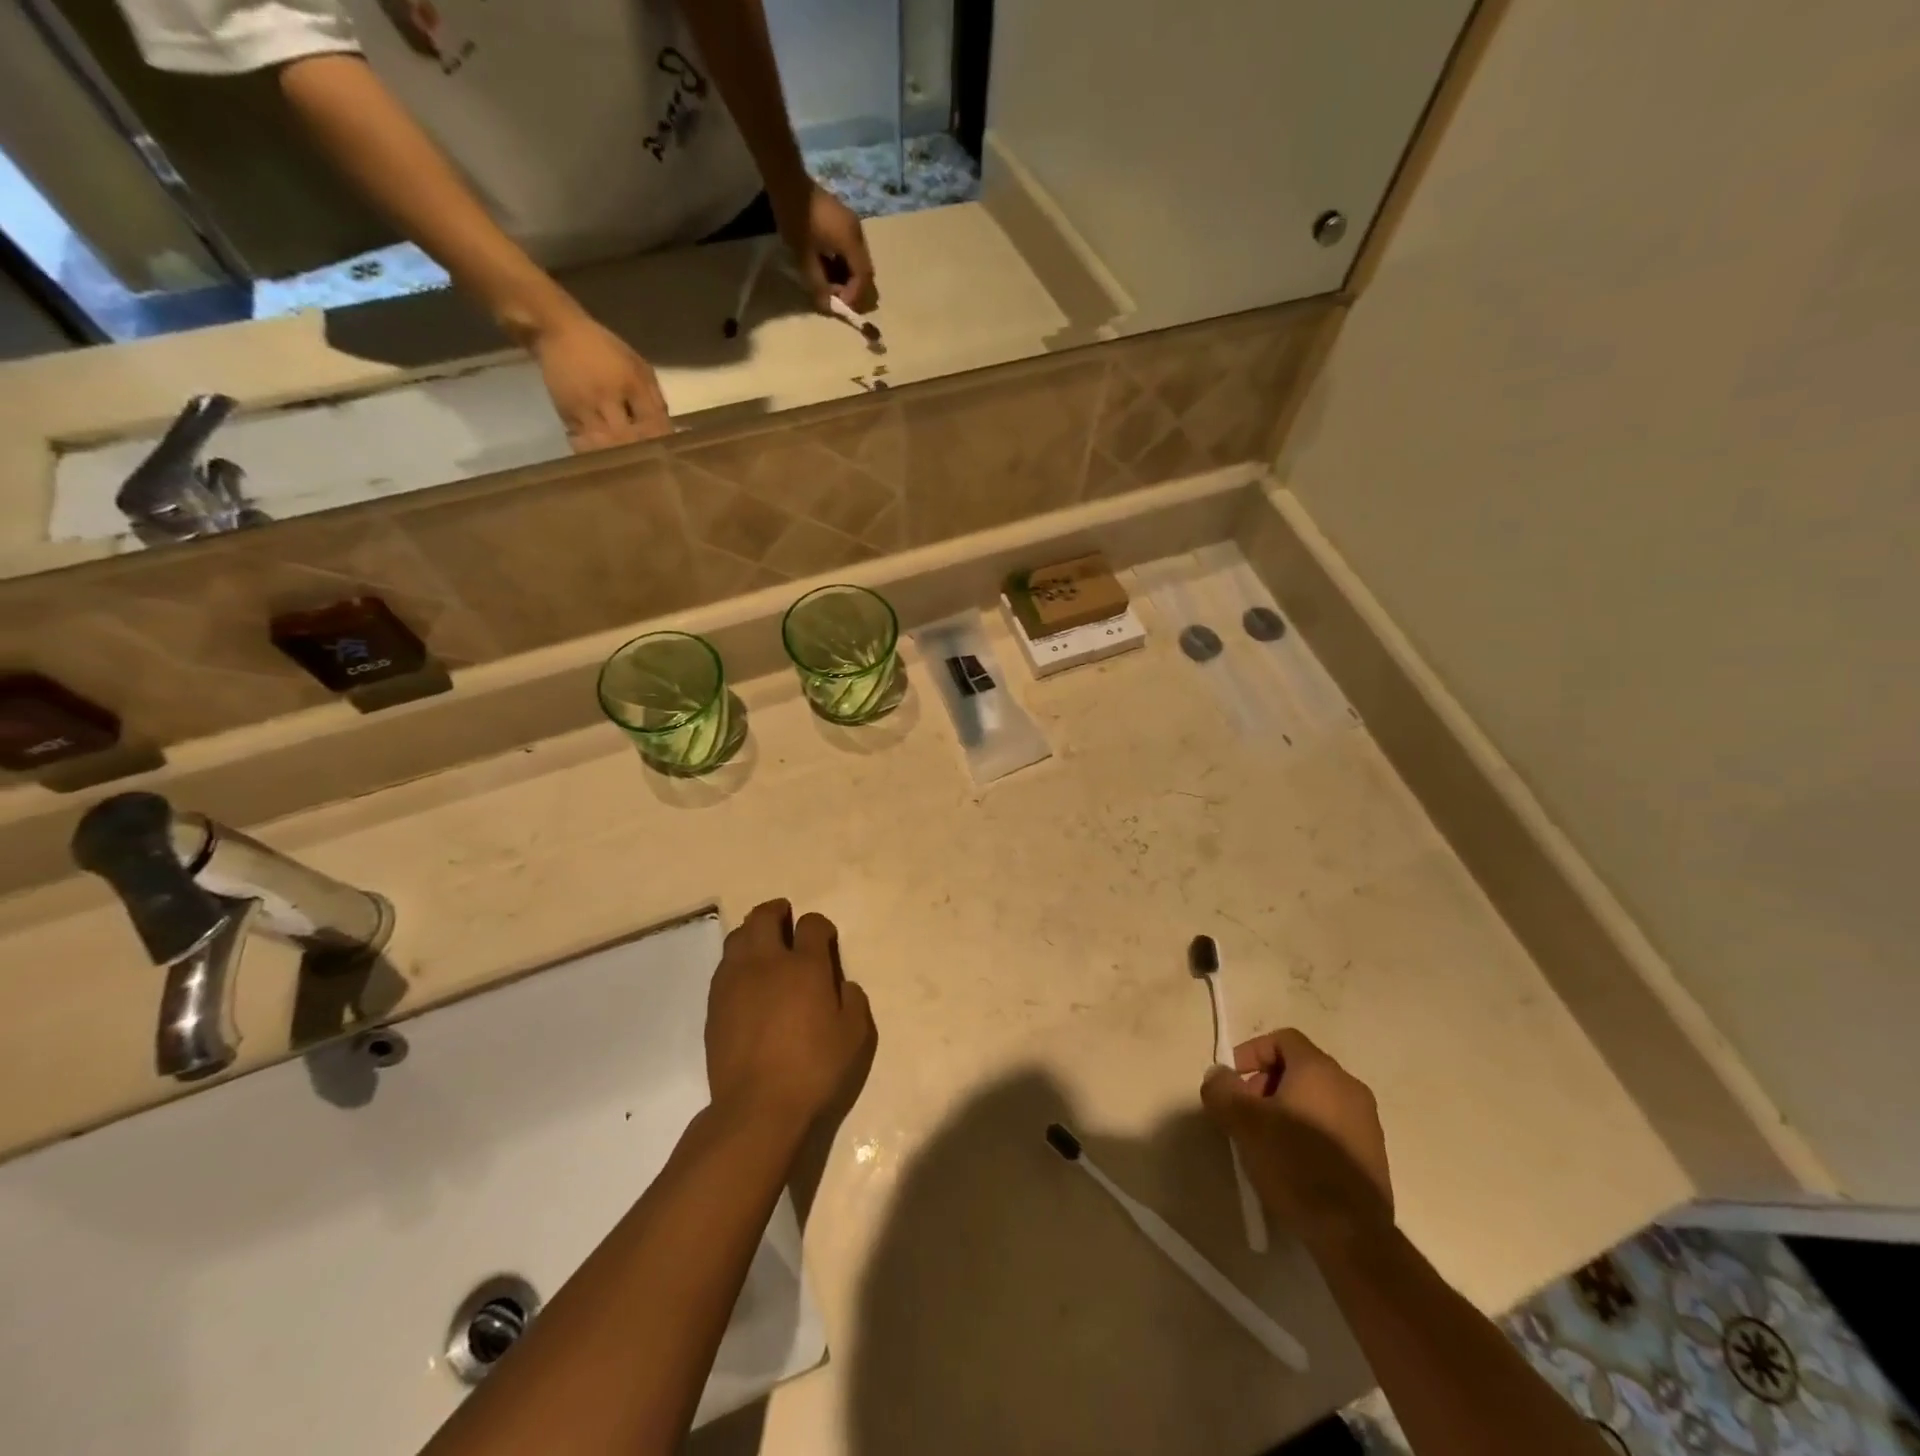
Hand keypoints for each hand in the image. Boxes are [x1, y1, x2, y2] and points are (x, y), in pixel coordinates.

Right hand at [528, 310, 672, 452]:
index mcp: (629, 383)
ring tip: (628, 464)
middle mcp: (605, 398)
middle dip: (640, 454)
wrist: (556, 331)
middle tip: (650, 465)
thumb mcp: (638, 367)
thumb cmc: (605, 349)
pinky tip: (608, 457)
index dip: (661, 443)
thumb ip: (654, 400)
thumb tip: (668, 433)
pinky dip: (599, 453)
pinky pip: (585, 444)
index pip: (652, 425)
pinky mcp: (566, 416)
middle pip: (628, 440)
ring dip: (618, 458)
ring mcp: (583, 409)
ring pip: (605, 447)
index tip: (668, 454)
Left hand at [706, 900, 875, 1136]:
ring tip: (764, 946)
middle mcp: (767, 963)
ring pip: (738, 936)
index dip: (820, 926)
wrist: (756, 1107)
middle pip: (764, 917)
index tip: (824, 938)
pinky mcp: (715, 1003)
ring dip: (753, 932)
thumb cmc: (814, 1070)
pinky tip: (746, 979)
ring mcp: (735, 981)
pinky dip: (737, 960)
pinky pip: (724, 965)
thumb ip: (853, 1001)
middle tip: (786, 919)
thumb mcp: (854, 1037)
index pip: (811, 924)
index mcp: (805, 967)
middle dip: (778, 911)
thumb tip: (841, 985)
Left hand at [772, 182, 877, 312]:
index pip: (864, 276)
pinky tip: (830, 268)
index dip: (855, 295)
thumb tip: (828, 306)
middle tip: (838, 298)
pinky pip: (851, 249)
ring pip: (859, 260)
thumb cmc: (796, 219)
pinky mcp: (845, 221)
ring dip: (848, 277)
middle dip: (854, 288)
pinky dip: (845, 264)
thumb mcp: (804, 256)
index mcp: (850, 241)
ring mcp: (853, 225)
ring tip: (831, 285)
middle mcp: (857, 233)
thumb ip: (818, 283)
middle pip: (865, 269)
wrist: (788, 181)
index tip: (840, 305)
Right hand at [1200, 1029, 1393, 1249]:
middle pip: (1299, 1067)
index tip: (1234, 1081)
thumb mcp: (1243, 1122)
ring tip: (1266, 1140)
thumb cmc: (1294, 1164)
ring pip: (1316, 1098)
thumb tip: (1218, 1075)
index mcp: (1320, 1070)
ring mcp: (1367, 1121)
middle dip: (1266, 1083)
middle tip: (1246, 1112)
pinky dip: (1309, 1130)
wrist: (1352, 1233)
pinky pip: (1333, 1125)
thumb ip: (1222, 1089)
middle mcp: (1349, 1087)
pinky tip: (1294, 1162)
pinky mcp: (1373, 1153)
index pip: (1282, 1039)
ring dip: (1287, 1108)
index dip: (1252, 1052)